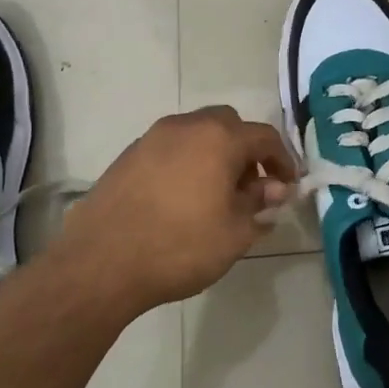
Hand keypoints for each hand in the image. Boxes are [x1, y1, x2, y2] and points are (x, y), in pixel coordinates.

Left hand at [50, 107, 295, 314]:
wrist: (101, 262)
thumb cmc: (180, 246)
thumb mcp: (234, 232)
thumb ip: (259, 204)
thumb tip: (274, 189)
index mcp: (219, 138)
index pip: (264, 137)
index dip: (282, 160)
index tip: (287, 186)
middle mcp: (186, 126)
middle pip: (228, 125)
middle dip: (246, 150)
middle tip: (251, 186)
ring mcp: (152, 138)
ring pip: (196, 134)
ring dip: (214, 154)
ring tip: (216, 194)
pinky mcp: (128, 155)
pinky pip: (170, 149)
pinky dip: (186, 162)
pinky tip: (182, 198)